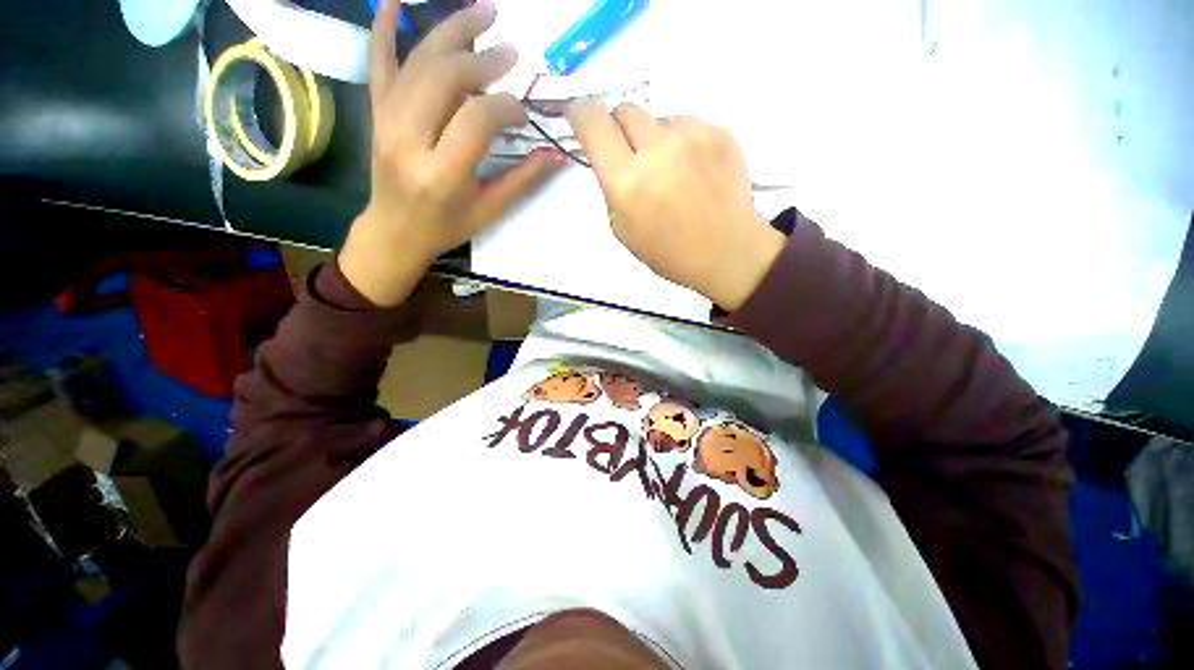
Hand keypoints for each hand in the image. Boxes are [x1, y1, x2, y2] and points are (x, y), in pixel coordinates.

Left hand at [340, 0, 564, 306]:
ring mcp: (386, 119)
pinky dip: (386, 26)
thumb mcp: (489, 210)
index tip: (522, 112)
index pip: (476, 118)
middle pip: (446, 77)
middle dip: (483, 58)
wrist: (394, 230)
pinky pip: (377, 61)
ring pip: (418, 62)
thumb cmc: (447, 226)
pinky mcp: (376, 111)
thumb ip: (522, 180)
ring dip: (452, 31)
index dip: (505, 106)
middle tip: (511, 50)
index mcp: (441, 172)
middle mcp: (408, 138)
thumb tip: (556, 154)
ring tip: (484, 11)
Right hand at [567, 101, 784, 310]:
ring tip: (673, 173)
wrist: (727, 252)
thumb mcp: (623, 230)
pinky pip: (686, 124)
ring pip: (658, 119)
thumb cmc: (670, 252)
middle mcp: (657, 149)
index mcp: (627, 182)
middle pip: (625, 110)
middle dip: (620, 131)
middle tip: (633, 159)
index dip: (581, 114)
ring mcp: (692, 136)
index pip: (593, 121)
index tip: (582, 118)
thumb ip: (611, 188)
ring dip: (655, 139)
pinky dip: (683, 142)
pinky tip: (695, 171)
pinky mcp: (719, 131)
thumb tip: (613, 157)